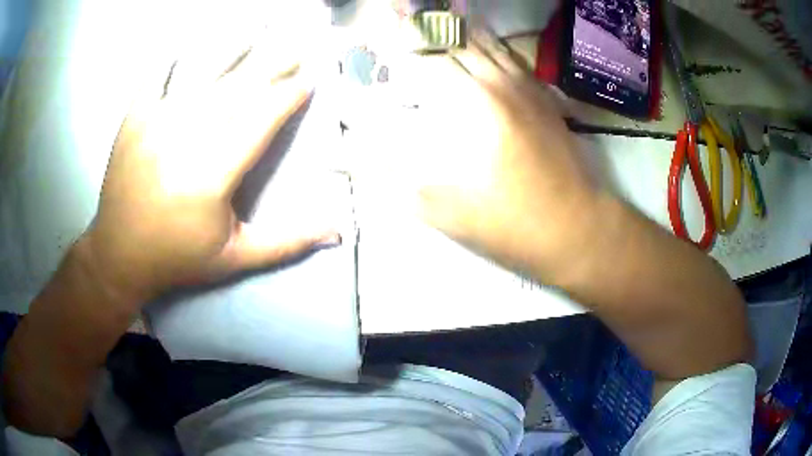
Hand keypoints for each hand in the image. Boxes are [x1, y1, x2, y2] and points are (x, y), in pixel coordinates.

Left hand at [86, 43, 337, 303]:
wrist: (119, 256)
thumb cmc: (178, 257)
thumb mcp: (234, 259)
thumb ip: (286, 242)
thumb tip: (336, 232)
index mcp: (212, 175)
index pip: (261, 121)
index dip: (288, 97)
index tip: (310, 79)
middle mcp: (184, 139)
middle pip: (237, 89)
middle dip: (272, 64)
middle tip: (298, 44)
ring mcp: (155, 124)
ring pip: (202, 73)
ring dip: (233, 47)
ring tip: (258, 26)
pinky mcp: (133, 120)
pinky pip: (156, 75)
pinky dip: (174, 54)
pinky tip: (190, 39)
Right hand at [355, 32, 600, 280]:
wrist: (576, 226)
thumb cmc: (508, 220)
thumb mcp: (440, 208)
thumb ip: (390, 178)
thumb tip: (346, 159)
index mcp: (470, 101)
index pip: (426, 55)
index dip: (401, 37)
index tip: (384, 22)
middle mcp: (498, 81)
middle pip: (457, 40)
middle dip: (427, 26)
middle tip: (403, 13)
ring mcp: (526, 86)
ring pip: (489, 43)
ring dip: (460, 28)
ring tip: (440, 16)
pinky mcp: (544, 98)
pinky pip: (514, 58)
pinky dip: (493, 43)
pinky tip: (484, 40)